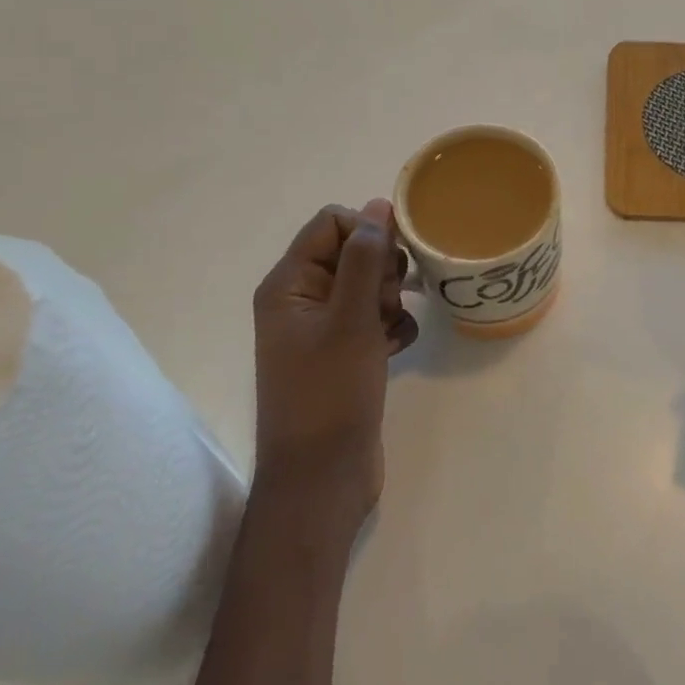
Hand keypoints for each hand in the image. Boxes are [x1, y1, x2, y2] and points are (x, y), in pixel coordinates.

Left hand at [252, 200, 418, 528]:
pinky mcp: (343, 353)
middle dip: (381, 270)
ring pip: (368, 284)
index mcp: (288, 285)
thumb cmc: (330, 394)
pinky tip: (396, 347)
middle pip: (352, 251)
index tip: (393, 261)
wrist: (322, 479)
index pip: (332, 223)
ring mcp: (322, 329)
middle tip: (385, 303)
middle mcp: (301, 300)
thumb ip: (365, 258)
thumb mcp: (350, 319)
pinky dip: (391, 326)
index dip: (367, 232)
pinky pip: (375, 317)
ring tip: (390, 328)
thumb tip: (379, 205)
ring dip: (389, 298)